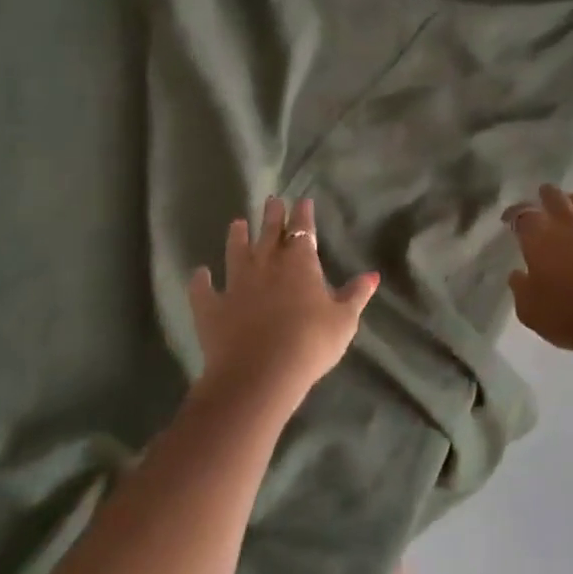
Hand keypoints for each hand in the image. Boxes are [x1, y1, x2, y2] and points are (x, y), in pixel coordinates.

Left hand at [188, 196, 379, 409]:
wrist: (261, 373)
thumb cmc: (311, 343)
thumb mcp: (344, 320)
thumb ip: (355, 295)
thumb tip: (372, 275)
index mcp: (300, 263)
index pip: (303, 230)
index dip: (303, 214)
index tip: (302, 200)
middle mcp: (266, 264)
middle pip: (269, 232)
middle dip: (272, 215)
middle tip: (271, 200)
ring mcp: (236, 284)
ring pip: (236, 252)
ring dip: (237, 237)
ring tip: (237, 223)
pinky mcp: (211, 307)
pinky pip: (203, 289)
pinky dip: (201, 280)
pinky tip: (200, 274)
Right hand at [504, 186, 572, 367]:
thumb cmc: (569, 317)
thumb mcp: (530, 311)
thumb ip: (521, 289)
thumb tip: (517, 275)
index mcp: (541, 240)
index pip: (523, 216)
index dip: (514, 214)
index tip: (508, 218)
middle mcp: (571, 228)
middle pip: (557, 200)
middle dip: (548, 195)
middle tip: (543, 194)